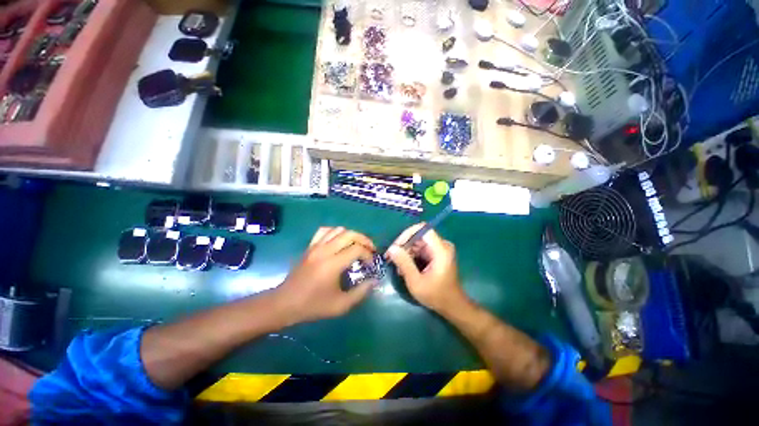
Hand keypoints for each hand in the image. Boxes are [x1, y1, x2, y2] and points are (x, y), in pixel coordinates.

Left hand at [277, 227, 375, 322]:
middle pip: (350, 234)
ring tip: (356, 245)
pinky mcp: (310, 246)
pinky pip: (324, 231)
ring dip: (351, 235)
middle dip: (364, 240)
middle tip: (370, 249)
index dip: (368, 254)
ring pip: (338, 230)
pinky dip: (335, 232)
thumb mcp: (340, 305)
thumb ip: (360, 292)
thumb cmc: (313, 305)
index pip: (357, 249)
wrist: (285, 303)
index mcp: (333, 264)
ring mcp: (316, 246)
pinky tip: (339, 241)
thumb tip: (374, 280)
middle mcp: (325, 250)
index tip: (370, 264)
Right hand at [385, 224, 466, 312]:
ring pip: (417, 242)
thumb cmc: (436, 295)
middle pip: (418, 236)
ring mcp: (439, 249)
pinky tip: (405, 268)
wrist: (452, 306)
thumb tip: (391, 248)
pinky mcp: (436, 254)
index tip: (395, 246)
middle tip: (391, 258)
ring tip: (398, 266)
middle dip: (403, 245)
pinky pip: (420, 249)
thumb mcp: (416, 282)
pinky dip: (411, 256)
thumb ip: (404, 263)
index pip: (422, 229)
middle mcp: (442, 245)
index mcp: (440, 250)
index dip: (407, 234)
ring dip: (406, 252)